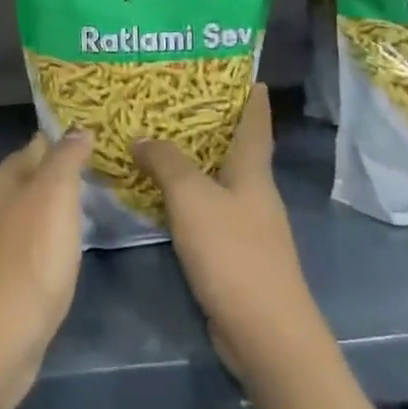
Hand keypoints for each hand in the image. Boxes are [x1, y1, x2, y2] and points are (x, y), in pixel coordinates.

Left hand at [0, 130, 92, 402]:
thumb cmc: (32, 257)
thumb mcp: (56, 195)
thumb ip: (66, 158)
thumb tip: (77, 129)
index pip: (33, 149)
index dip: (62, 147)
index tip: (92, 152)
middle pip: (24, 182)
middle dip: (54, 182)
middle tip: (92, 187)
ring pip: (20, 216)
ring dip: (45, 216)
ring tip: (79, 221)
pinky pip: (18, 249)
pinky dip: (37, 247)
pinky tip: (55, 259)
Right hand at [132, 86, 323, 392]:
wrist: (265, 334)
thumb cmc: (233, 254)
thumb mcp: (192, 198)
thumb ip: (166, 163)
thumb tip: (142, 139)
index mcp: (253, 173)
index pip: (256, 124)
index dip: (253, 97)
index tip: (246, 74)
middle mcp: (254, 195)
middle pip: (236, 151)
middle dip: (212, 126)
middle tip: (174, 102)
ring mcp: (247, 228)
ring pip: (217, 183)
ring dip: (193, 164)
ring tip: (158, 144)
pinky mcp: (234, 257)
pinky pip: (206, 214)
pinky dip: (186, 200)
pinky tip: (160, 199)